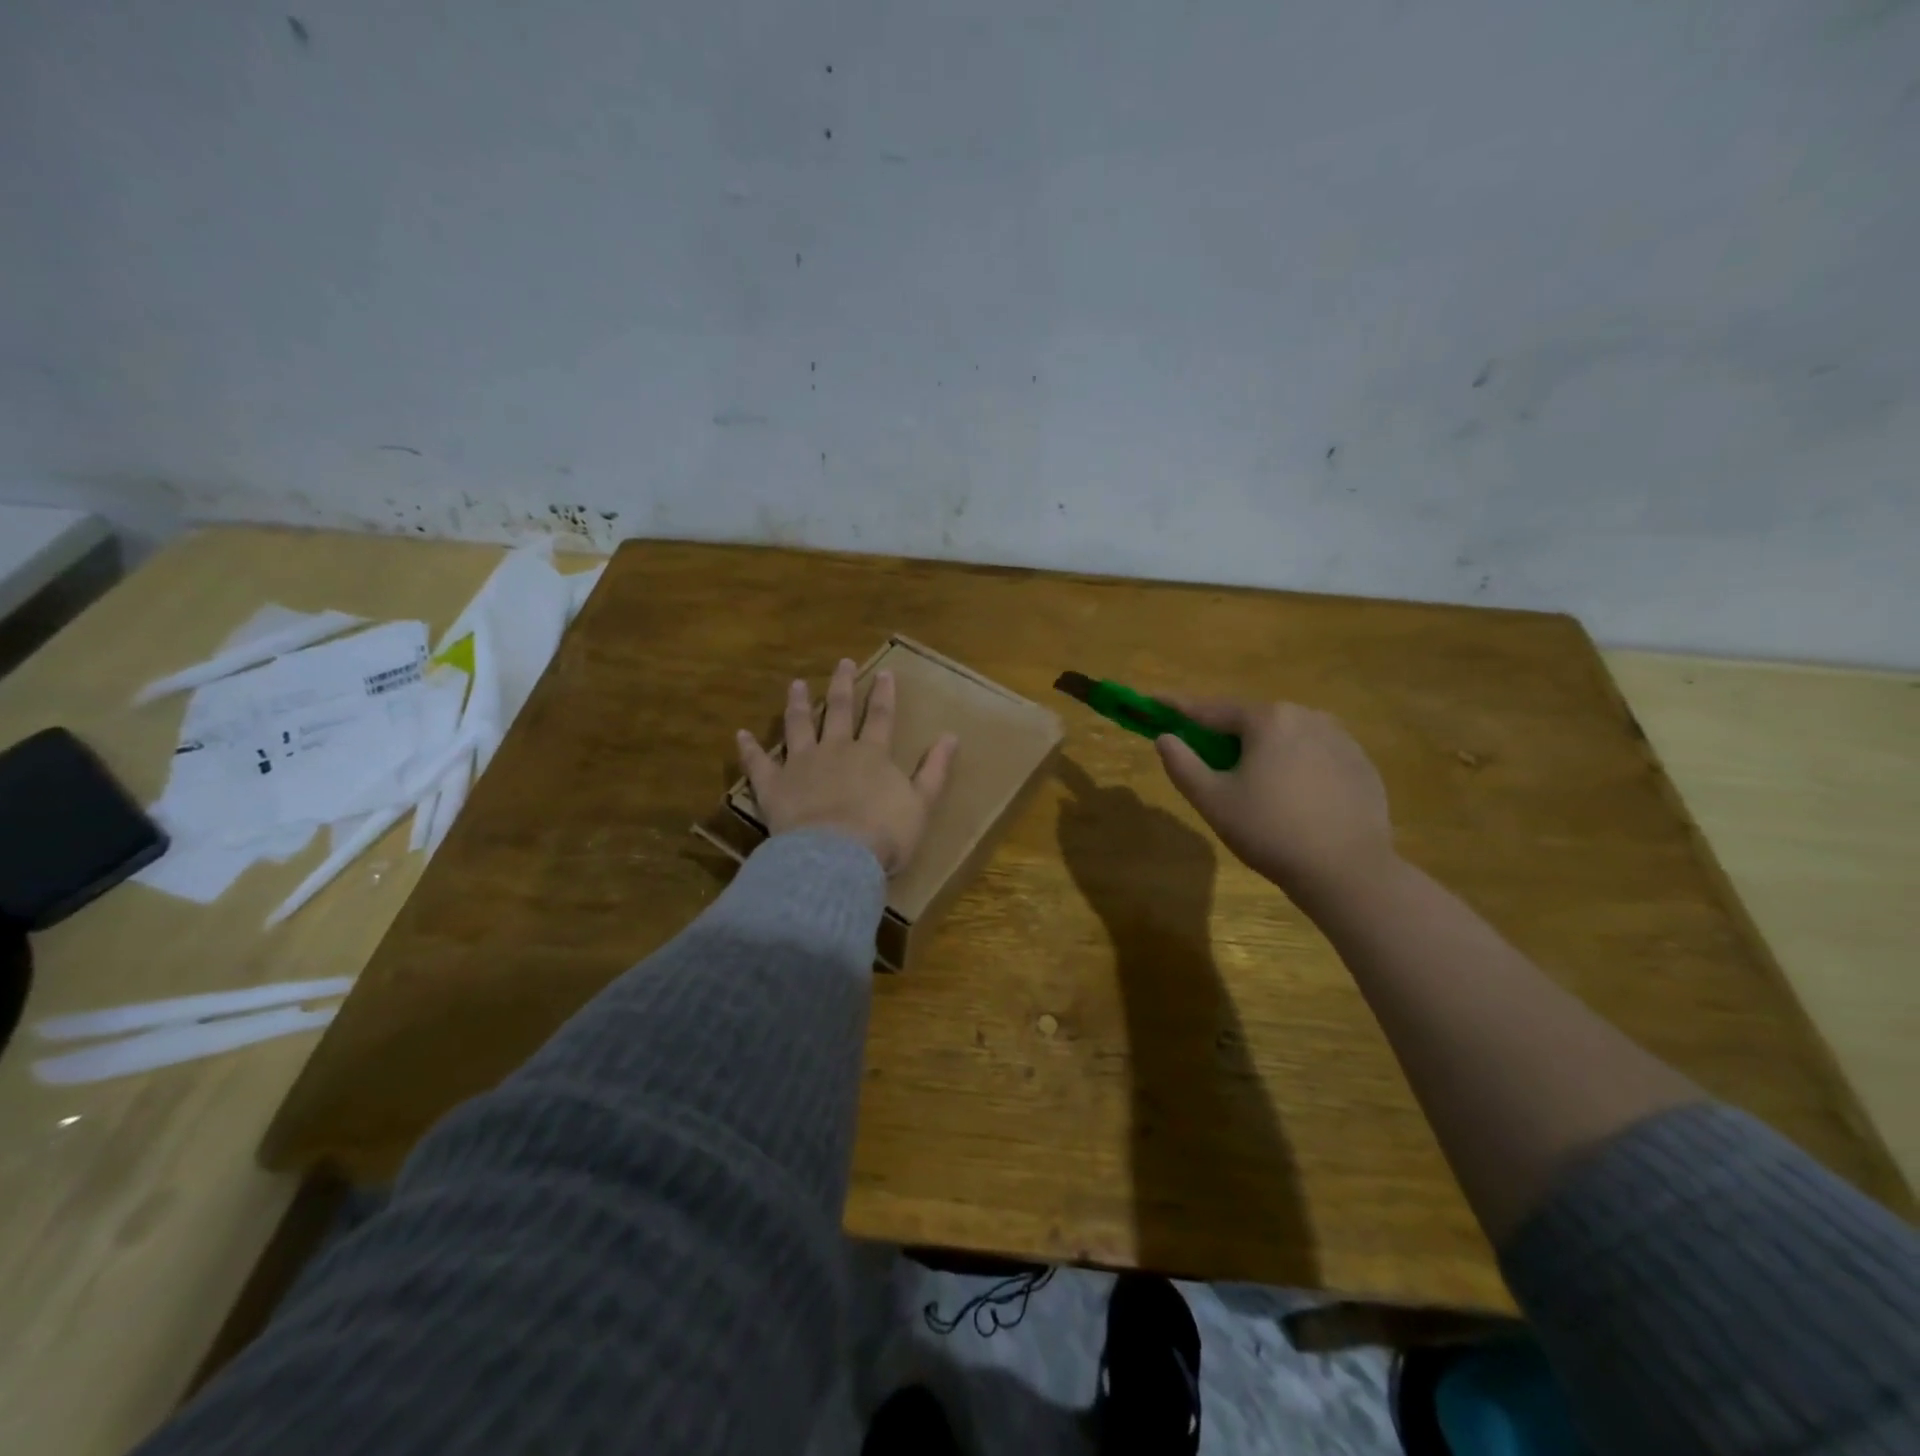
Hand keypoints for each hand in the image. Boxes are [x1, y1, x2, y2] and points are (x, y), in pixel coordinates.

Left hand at [737, 658, 958, 874]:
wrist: (836, 857)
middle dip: (842, 685)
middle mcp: (835, 750)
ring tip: (796, 684)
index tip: (884, 672)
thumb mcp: (921, 804)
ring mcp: (801, 765)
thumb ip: (934, 770)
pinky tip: (741, 734)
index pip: (880, 716)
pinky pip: (758, 763)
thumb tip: (951, 736)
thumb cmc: (884, 835)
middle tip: (842, 663)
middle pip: (838, 711)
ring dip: (797, 704)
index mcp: (871, 754)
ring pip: (798, 726)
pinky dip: (749, 749)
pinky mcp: (774, 786)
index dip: (883, 694)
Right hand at [1155, 700, 1395, 908]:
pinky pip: (1316, 755)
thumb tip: (1165, 738)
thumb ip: (1183, 764)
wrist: (1348, 871)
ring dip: (1263, 749)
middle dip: (1226, 734)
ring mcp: (1341, 739)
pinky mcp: (1362, 765)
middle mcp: (1307, 717)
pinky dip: (1295, 765)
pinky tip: (1292, 796)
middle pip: (1253, 721)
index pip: (1211, 709)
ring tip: (1253, 781)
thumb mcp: (1212, 800)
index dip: (1179, 707)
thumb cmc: (1270, 831)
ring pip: (1287, 737)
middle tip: (1207, 756)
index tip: (1154, 700)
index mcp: (1268, 720)